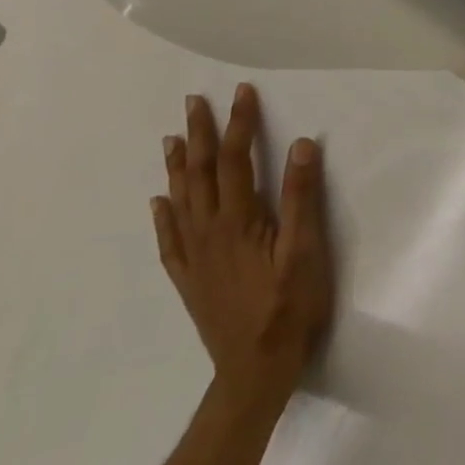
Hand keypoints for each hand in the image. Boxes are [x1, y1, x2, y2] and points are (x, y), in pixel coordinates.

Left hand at [152, 85, 335, 422]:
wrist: (255, 371)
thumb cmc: (290, 308)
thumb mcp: (306, 251)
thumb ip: (302, 197)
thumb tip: (300, 144)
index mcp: (239, 222)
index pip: (236, 160)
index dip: (240, 124)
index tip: (242, 92)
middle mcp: (209, 232)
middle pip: (201, 174)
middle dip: (200, 134)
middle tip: (193, 102)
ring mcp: (195, 257)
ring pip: (180, 201)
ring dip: (177, 166)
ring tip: (171, 138)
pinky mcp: (190, 279)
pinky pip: (169, 239)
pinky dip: (163, 215)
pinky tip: (158, 201)